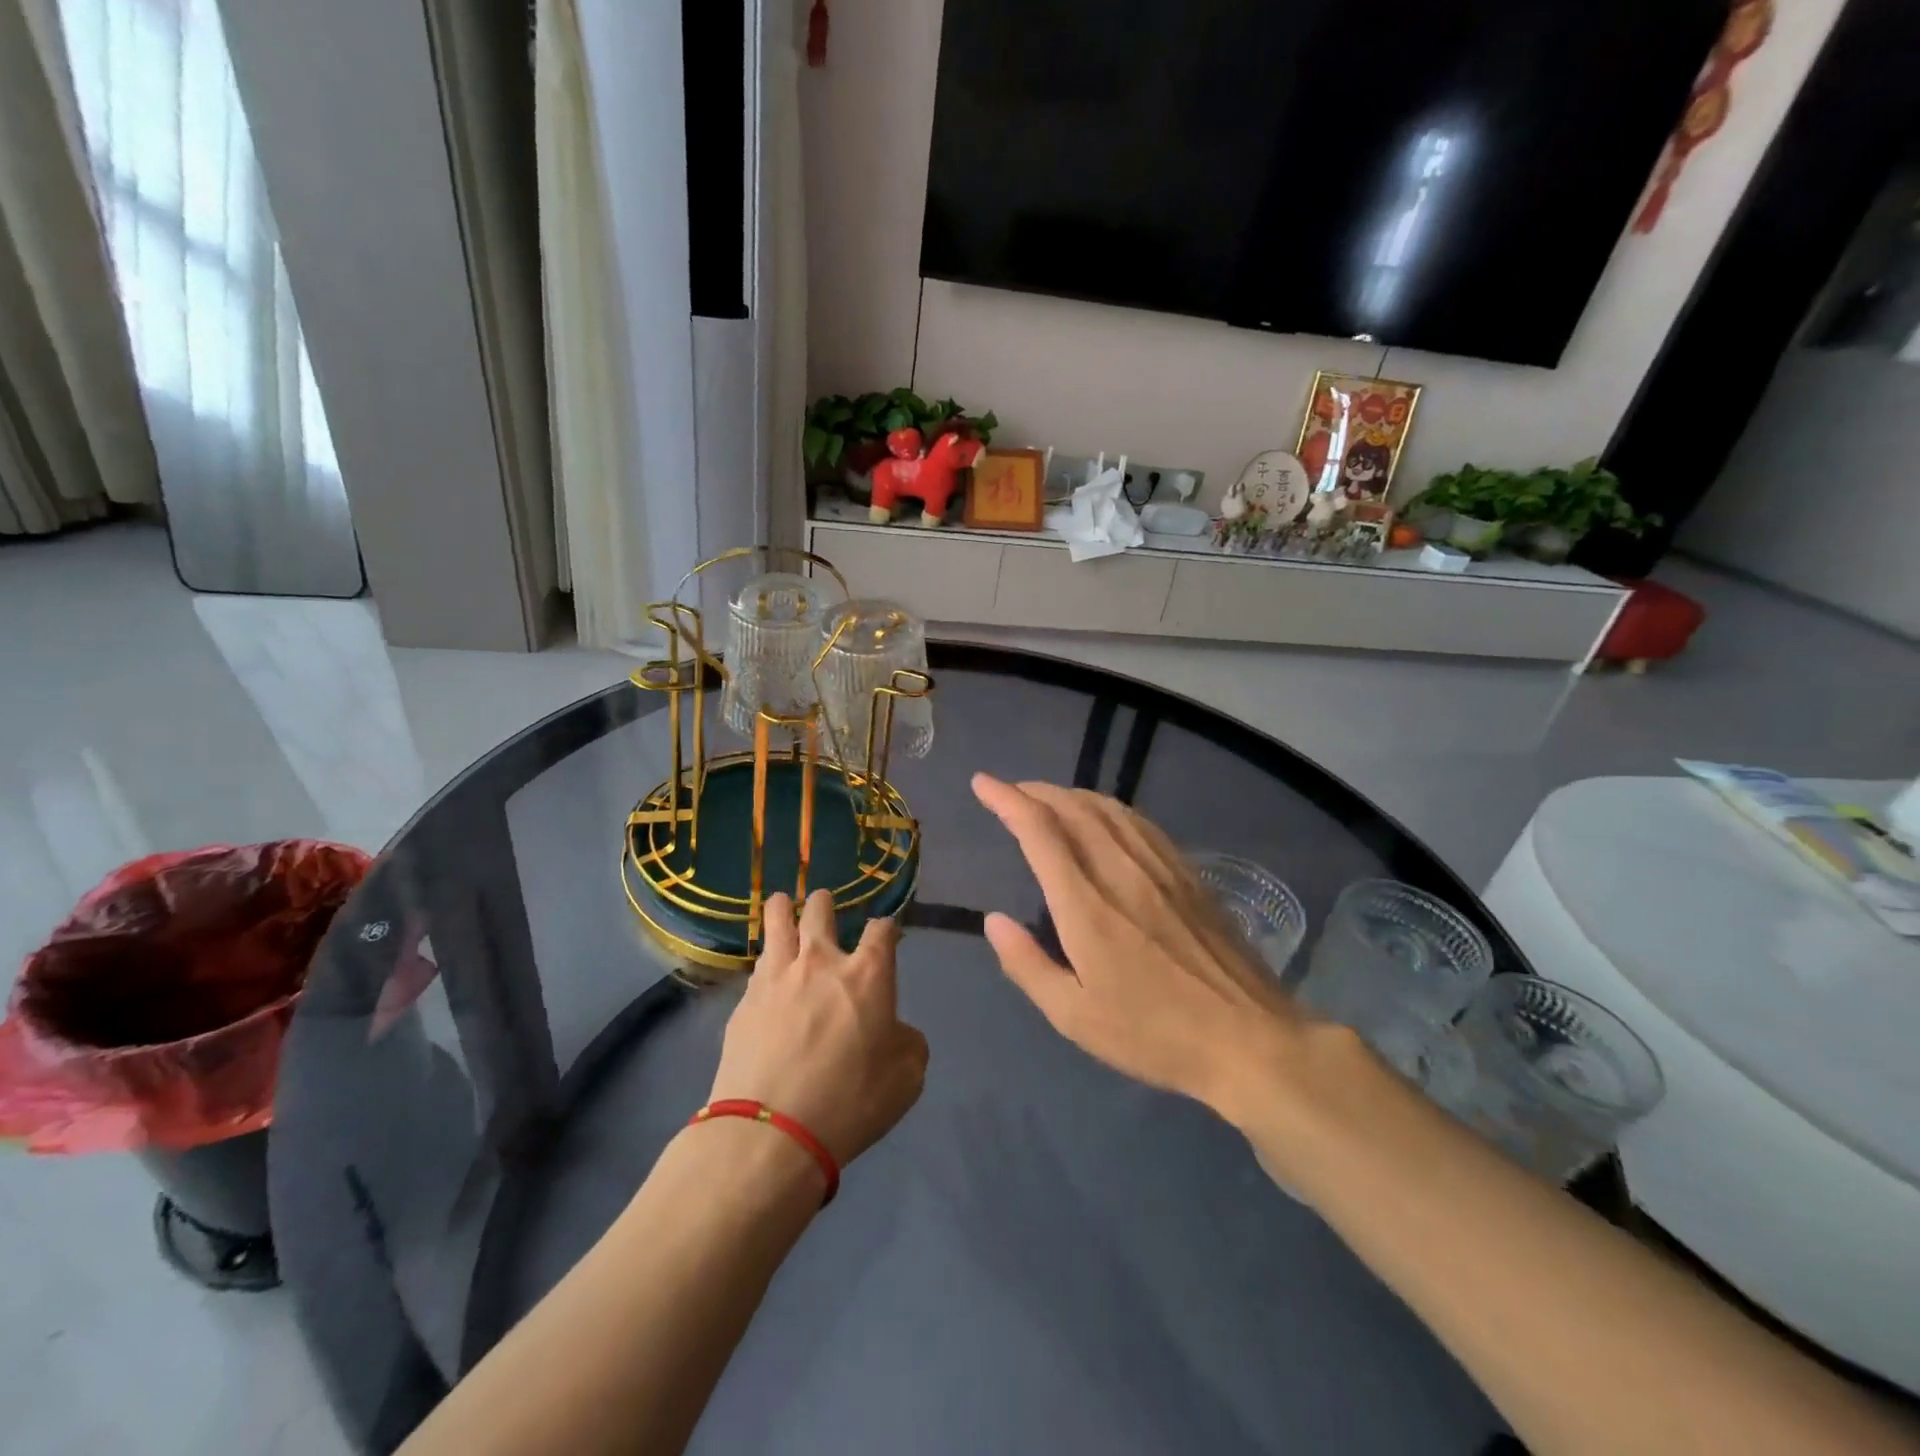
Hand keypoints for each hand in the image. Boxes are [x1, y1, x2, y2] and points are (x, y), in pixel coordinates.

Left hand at [708, 890, 928, 1169]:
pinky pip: (758, 963)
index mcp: (867, 974)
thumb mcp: (906, 1078)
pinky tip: (765, 966)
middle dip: (826, 903)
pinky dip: (766, 957)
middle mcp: (822, 961)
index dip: (887, 928)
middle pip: (821, 910)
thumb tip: (895, 1030)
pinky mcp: (745, 999)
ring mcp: (778, 976)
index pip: (882, 930)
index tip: (887, 935)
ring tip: (784, 903)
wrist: (771, 1132)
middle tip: (825, 906)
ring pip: (778, 920)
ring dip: (784, 908)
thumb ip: (908, 1042)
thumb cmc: (850, 1102)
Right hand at [971, 774, 1309, 1124]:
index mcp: (1086, 905)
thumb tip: (993, 920)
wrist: (1249, 1039)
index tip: (983, 783)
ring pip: (1108, 808)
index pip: (1040, 831)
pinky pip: (1139, 822)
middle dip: (1035, 791)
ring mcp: (1160, 868)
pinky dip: (1109, 808)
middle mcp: (1121, 872)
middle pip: (1073, 808)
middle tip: (1009, 792)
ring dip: (1070, 794)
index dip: (1007, 800)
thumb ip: (1027, 964)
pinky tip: (1104, 817)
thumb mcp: (1074, 1017)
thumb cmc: (1153, 1034)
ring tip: (1048, 798)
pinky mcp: (1187, 873)